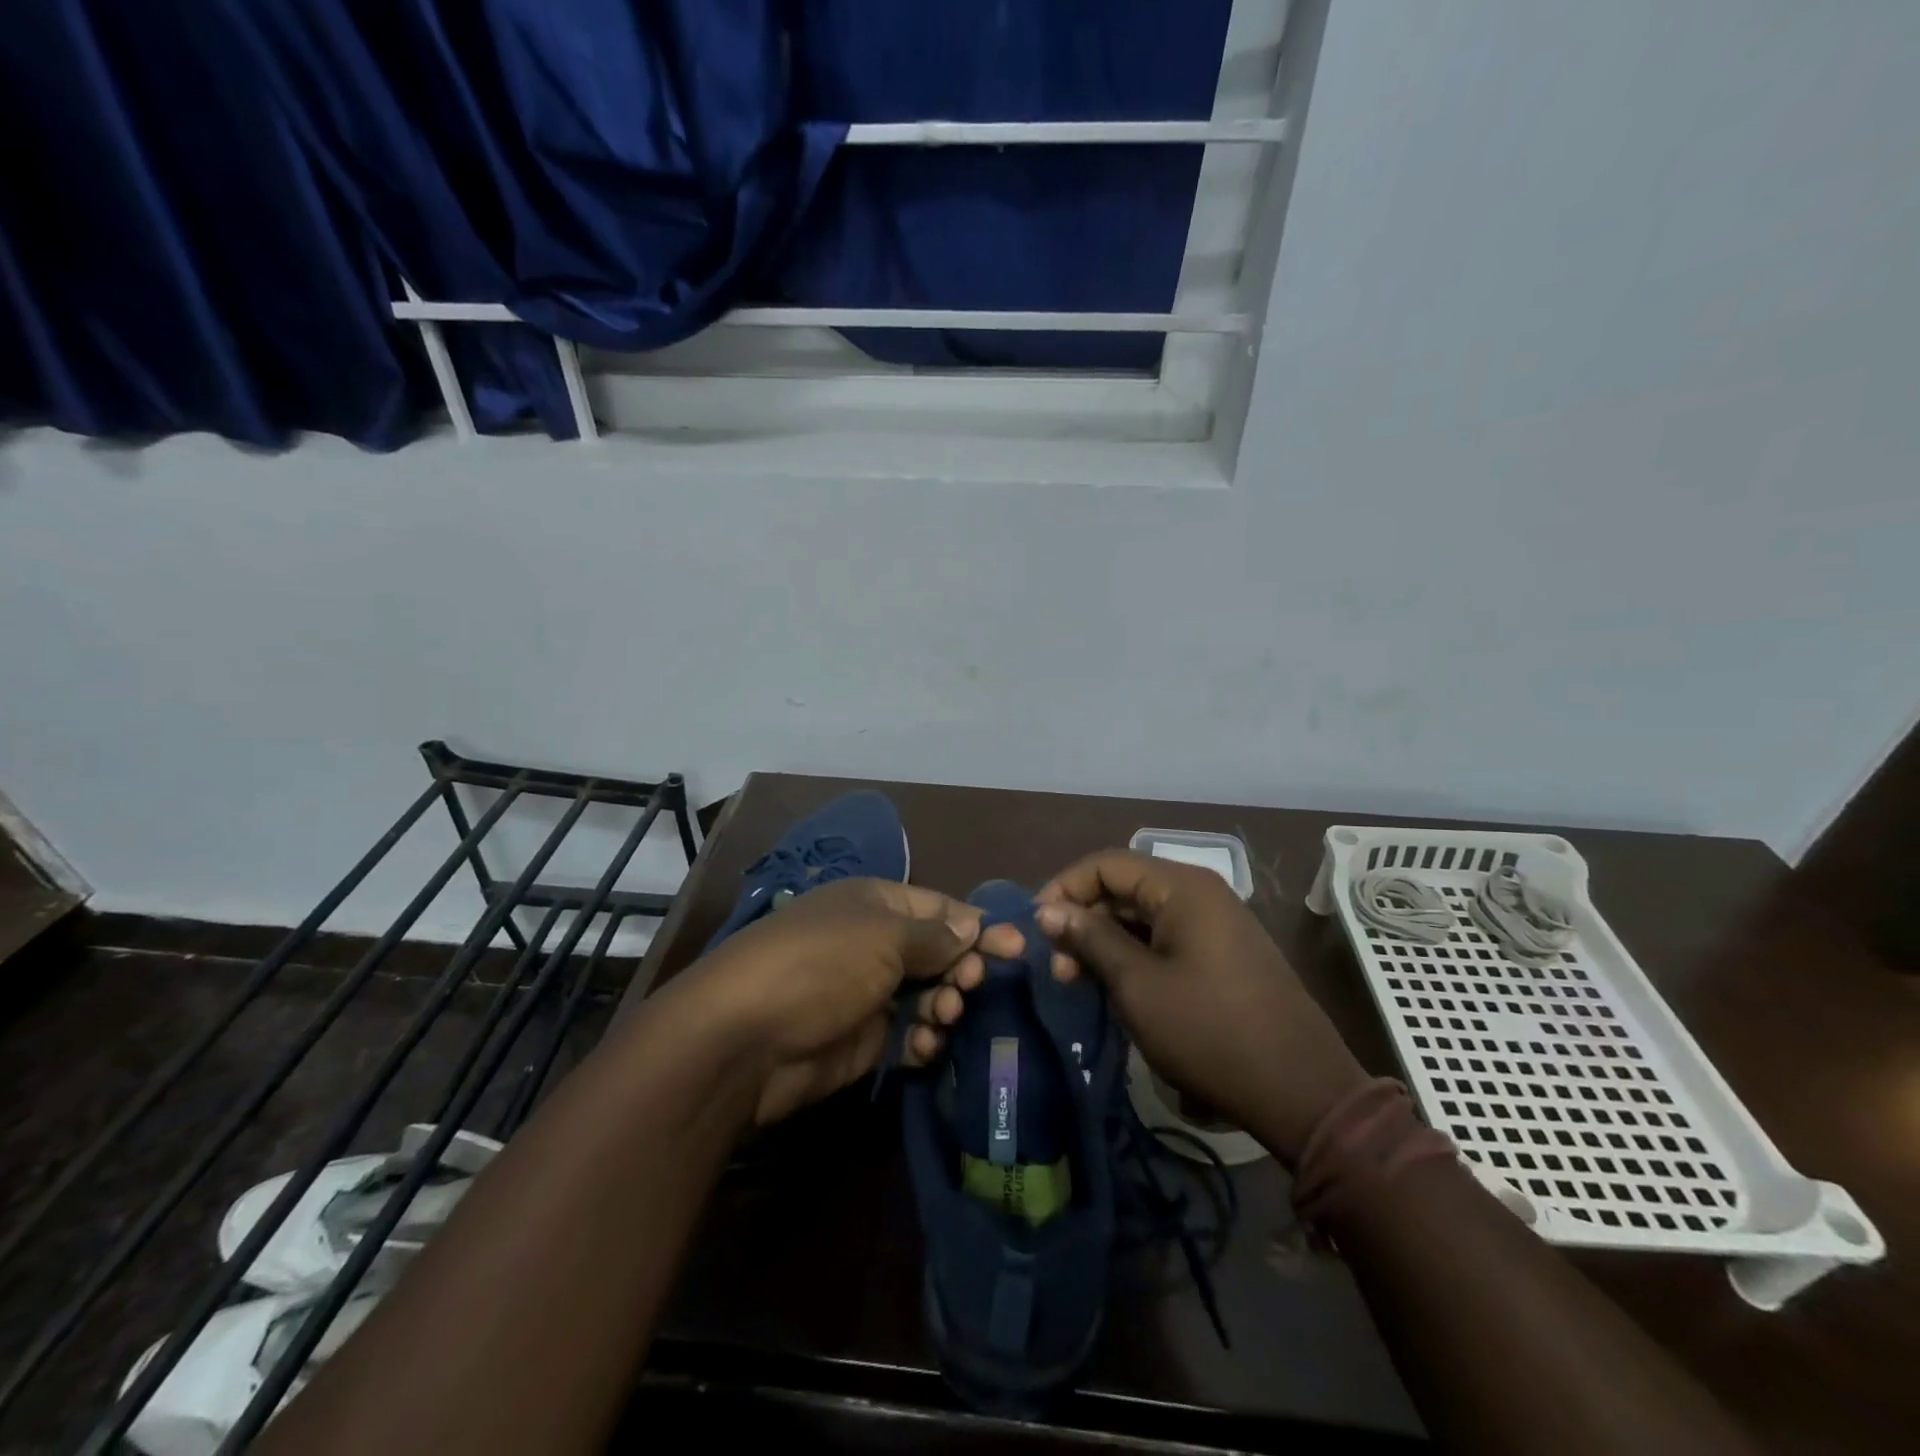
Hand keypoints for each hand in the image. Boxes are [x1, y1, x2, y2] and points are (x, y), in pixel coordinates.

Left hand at [678, 878, 1022, 1126]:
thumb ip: (933, 935)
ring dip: (944, 1006)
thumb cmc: (820, 965)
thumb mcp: (882, 937)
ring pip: (927, 996)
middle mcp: (873, 943)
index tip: (1017, 949)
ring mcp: (867, 993)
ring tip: (944, 1017)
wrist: (744, 1039)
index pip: (940, 907)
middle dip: (961, 969)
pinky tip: (922, 1048)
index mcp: (876, 904)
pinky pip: (908, 1035)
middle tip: (970, 987)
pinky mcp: (862, 1040)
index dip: (977, 926)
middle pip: (937, 953)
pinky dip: (922, 1041)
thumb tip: (971, 925)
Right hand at [1035, 850, 1366, 1163]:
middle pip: (1125, 887)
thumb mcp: (1137, 985)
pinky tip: (1117, 988)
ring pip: (1143, 916)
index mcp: (1182, 887)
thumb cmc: (1209, 1031)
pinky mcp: (1224, 954)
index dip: (1065, 888)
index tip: (1036, 928)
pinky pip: (1166, 938)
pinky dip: (1135, 955)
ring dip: (1106, 942)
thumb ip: (1089, 939)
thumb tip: (1047, 910)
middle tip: (1057, 968)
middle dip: (1084, 920)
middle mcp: (1200, 893)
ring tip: (1080, 983)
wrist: (1300, 1091)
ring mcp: (1216, 923)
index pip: (1106, 863)